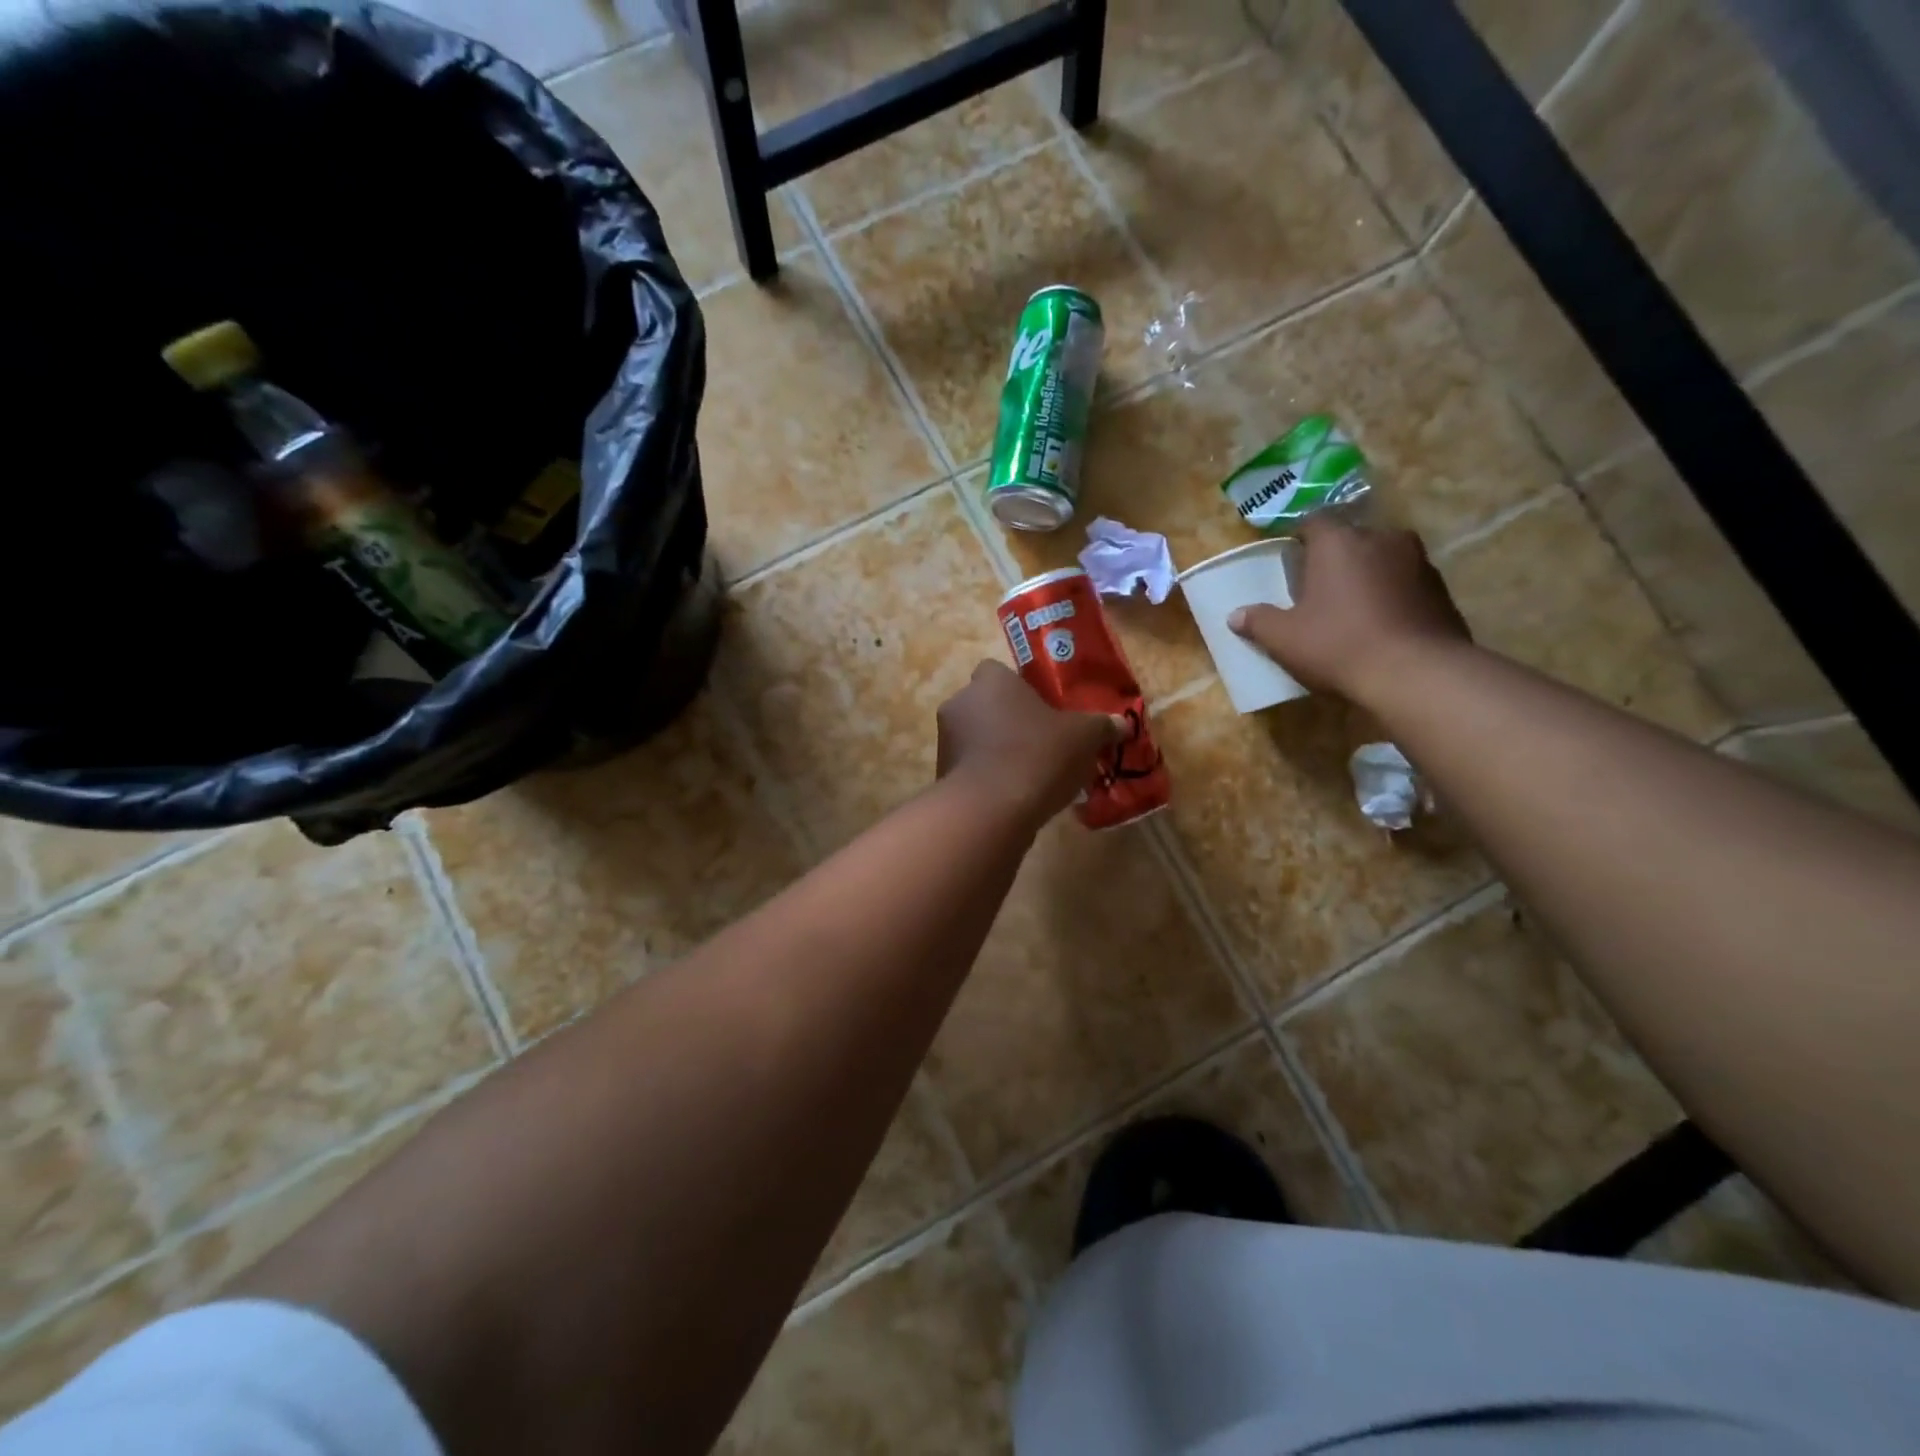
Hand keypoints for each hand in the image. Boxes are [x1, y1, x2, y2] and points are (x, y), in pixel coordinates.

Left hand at [936, 661, 1121, 827]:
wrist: (990, 810)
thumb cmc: (1037, 755)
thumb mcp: (1083, 737)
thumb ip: (1101, 726)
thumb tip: (1122, 724)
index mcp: (990, 680)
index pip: (999, 672)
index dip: (1021, 689)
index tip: (1043, 709)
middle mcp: (960, 703)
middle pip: (987, 705)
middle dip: (1009, 721)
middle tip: (1042, 742)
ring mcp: (945, 740)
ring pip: (977, 738)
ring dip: (997, 750)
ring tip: (1032, 774)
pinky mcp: (941, 775)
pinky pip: (971, 769)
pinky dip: (988, 778)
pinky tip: (1015, 797)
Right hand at [1227, 516, 1470, 704]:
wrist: (1416, 674)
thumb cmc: (1338, 645)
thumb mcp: (1284, 639)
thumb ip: (1258, 622)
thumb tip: (1236, 616)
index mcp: (1339, 542)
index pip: (1314, 521)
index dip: (1299, 537)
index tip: (1289, 558)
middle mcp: (1382, 539)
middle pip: (1351, 538)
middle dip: (1335, 558)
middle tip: (1317, 587)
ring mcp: (1419, 562)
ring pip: (1382, 559)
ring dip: (1366, 576)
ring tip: (1350, 608)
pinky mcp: (1441, 590)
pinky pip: (1406, 584)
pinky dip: (1391, 596)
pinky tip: (1379, 625)